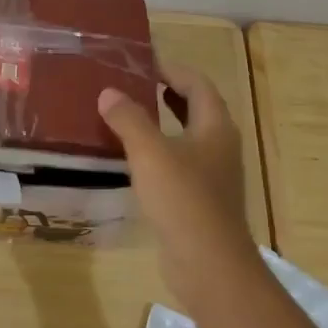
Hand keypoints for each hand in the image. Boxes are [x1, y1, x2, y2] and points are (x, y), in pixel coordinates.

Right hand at [98, 63, 259, 306]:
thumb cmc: (183, 199)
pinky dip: (159, 151)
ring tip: (127, 115)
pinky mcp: (201, 199)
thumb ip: (128, 119)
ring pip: (187, 137)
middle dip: (167, 92)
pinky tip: (134, 158)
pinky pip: (179, 163)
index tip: (141, 62)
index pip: (197, 83)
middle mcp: (219, 145)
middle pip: (196, 108)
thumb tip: (108, 92)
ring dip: (162, 122)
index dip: (171, 69)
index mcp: (215, 127)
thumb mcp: (150, 153)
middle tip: (132, 84)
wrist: (208, 265)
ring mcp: (213, 174)